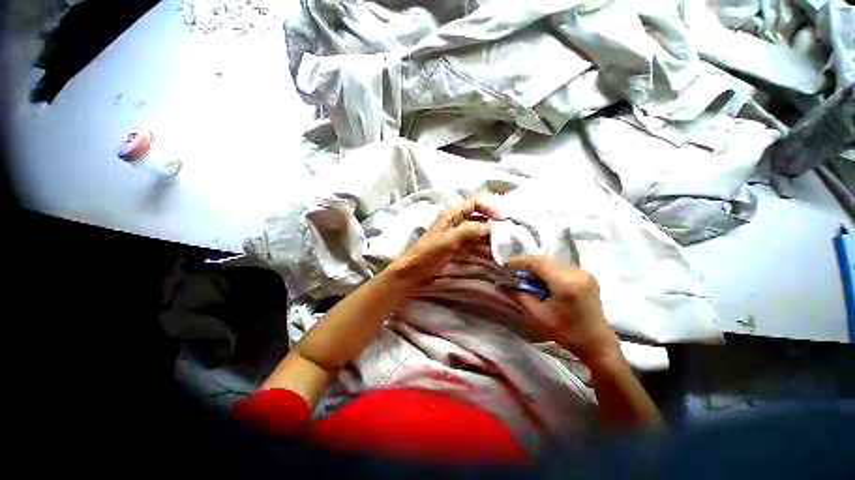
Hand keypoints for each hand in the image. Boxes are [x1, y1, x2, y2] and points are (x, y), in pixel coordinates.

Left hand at [388, 198, 499, 290]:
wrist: (414, 270)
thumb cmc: (428, 252)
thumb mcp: (448, 239)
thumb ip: (469, 230)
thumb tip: (492, 227)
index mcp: (452, 213)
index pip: (476, 202)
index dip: (490, 207)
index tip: (500, 220)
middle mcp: (457, 220)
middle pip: (480, 215)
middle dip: (493, 223)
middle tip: (506, 234)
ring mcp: (458, 233)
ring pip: (479, 229)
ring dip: (491, 235)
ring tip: (503, 244)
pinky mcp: (459, 245)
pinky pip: (476, 241)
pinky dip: (485, 245)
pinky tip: (494, 252)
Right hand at [504, 256, 620, 365]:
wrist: (597, 343)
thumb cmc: (566, 333)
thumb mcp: (538, 315)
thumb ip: (518, 296)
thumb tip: (500, 284)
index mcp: (566, 283)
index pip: (538, 262)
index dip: (519, 261)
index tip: (505, 266)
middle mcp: (577, 273)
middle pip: (545, 261)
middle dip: (527, 266)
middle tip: (514, 274)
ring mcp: (585, 273)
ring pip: (552, 263)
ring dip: (537, 269)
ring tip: (527, 280)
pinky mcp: (587, 276)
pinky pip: (561, 268)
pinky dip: (548, 272)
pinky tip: (543, 283)